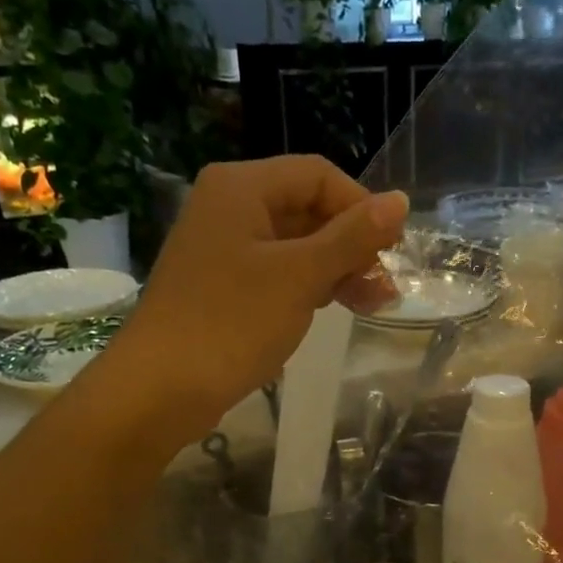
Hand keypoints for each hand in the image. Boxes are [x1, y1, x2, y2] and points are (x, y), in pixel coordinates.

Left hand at [109, 156, 406, 423]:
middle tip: (384, 289)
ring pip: (294, 245)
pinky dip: (307, 287)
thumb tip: (400, 201)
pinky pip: (275, 273)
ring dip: (335, 270)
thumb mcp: (301, 276)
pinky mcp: (221, 286)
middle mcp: (229, 207)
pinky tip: (330, 309)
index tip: (390, 252)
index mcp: (242, 187)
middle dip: (351, 245)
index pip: (318, 175)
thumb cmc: (232, 323)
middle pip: (307, 209)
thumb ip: (352, 237)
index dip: (361, 208)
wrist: (161, 387)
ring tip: (370, 306)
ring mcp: (222, 248)